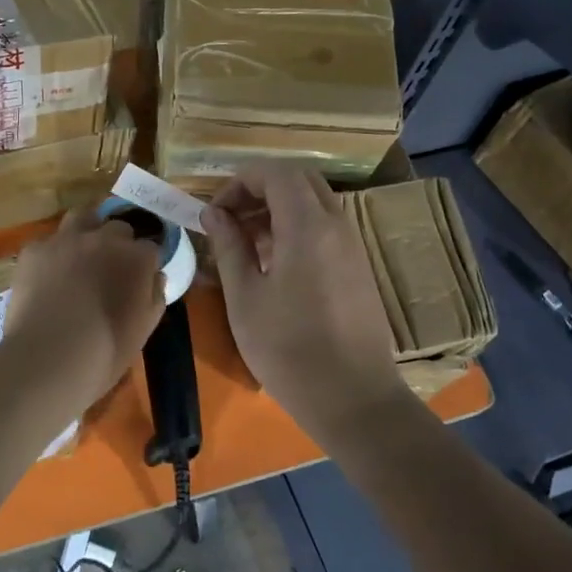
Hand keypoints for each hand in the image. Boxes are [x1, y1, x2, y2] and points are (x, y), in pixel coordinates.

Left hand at [2, 207, 166, 410]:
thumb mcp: (144, 328)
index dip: (145, 264)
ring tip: (82, 254)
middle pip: (118, 228)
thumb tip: (155, 277)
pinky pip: (48, 242)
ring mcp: (66, 240)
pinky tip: (47, 275)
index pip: (150, 247)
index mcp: (136, 258)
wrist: (48, 358)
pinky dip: (52, 254)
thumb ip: (155, 295)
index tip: (140, 279)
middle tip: (110, 269)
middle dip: (118, 244)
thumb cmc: (106, 350)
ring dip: (88, 230)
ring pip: (82, 217)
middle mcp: (104, 239)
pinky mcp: (34, 250)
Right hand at [202, 164, 403, 426]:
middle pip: (299, 180)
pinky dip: (296, 228)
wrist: (353, 398)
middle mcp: (336, 224)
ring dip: (278, 209)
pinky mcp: (357, 267)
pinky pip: (325, 227)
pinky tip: (273, 265)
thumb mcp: (245, 298)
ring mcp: (352, 246)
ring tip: (245, 244)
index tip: (215, 211)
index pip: (275, 172)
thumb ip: (229, 246)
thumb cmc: (288, 349)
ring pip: (314, 203)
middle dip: (260, 189)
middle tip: (230, 220)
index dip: (240, 182)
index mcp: (307, 226)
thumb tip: (214, 213)